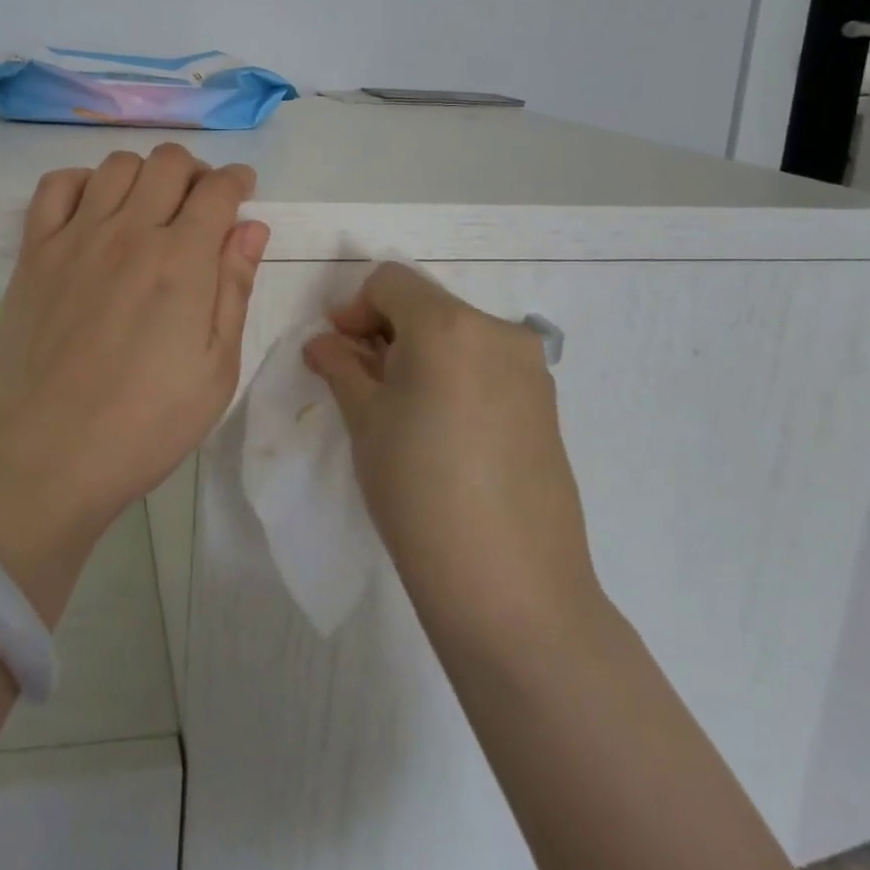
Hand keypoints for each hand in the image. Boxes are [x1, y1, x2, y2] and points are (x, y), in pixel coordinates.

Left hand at [0, 145, 267, 616]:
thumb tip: (251, 227)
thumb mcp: (216, 370)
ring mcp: (75, 237)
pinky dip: (82, 182)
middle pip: (169, 162)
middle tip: (200, 205)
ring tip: (149, 208)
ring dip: (144, 174)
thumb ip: (234, 289)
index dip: (238, 181)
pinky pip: (56, 186)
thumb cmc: (145, 425)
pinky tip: (94, 210)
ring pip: (117, 165)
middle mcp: (129, 232)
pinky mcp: (34, 252)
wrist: (47, 458)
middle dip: (196, 173)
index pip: (218, 190)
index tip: (243, 191)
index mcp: (181, 260)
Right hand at [302, 263, 598, 633]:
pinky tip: (441, 429)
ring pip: (458, 335)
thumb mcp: (366, 421)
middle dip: (385, 331)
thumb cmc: (419, 491)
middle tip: (360, 380)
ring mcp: (530, 369)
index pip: (390, 282)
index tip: (337, 350)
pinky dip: (454, 375)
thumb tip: (323, 342)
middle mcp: (497, 331)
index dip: (354, 308)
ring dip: (419, 353)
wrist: (511, 588)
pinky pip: (487, 366)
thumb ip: (341, 367)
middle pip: (426, 305)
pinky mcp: (546, 405)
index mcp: (448, 325)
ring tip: (399, 408)